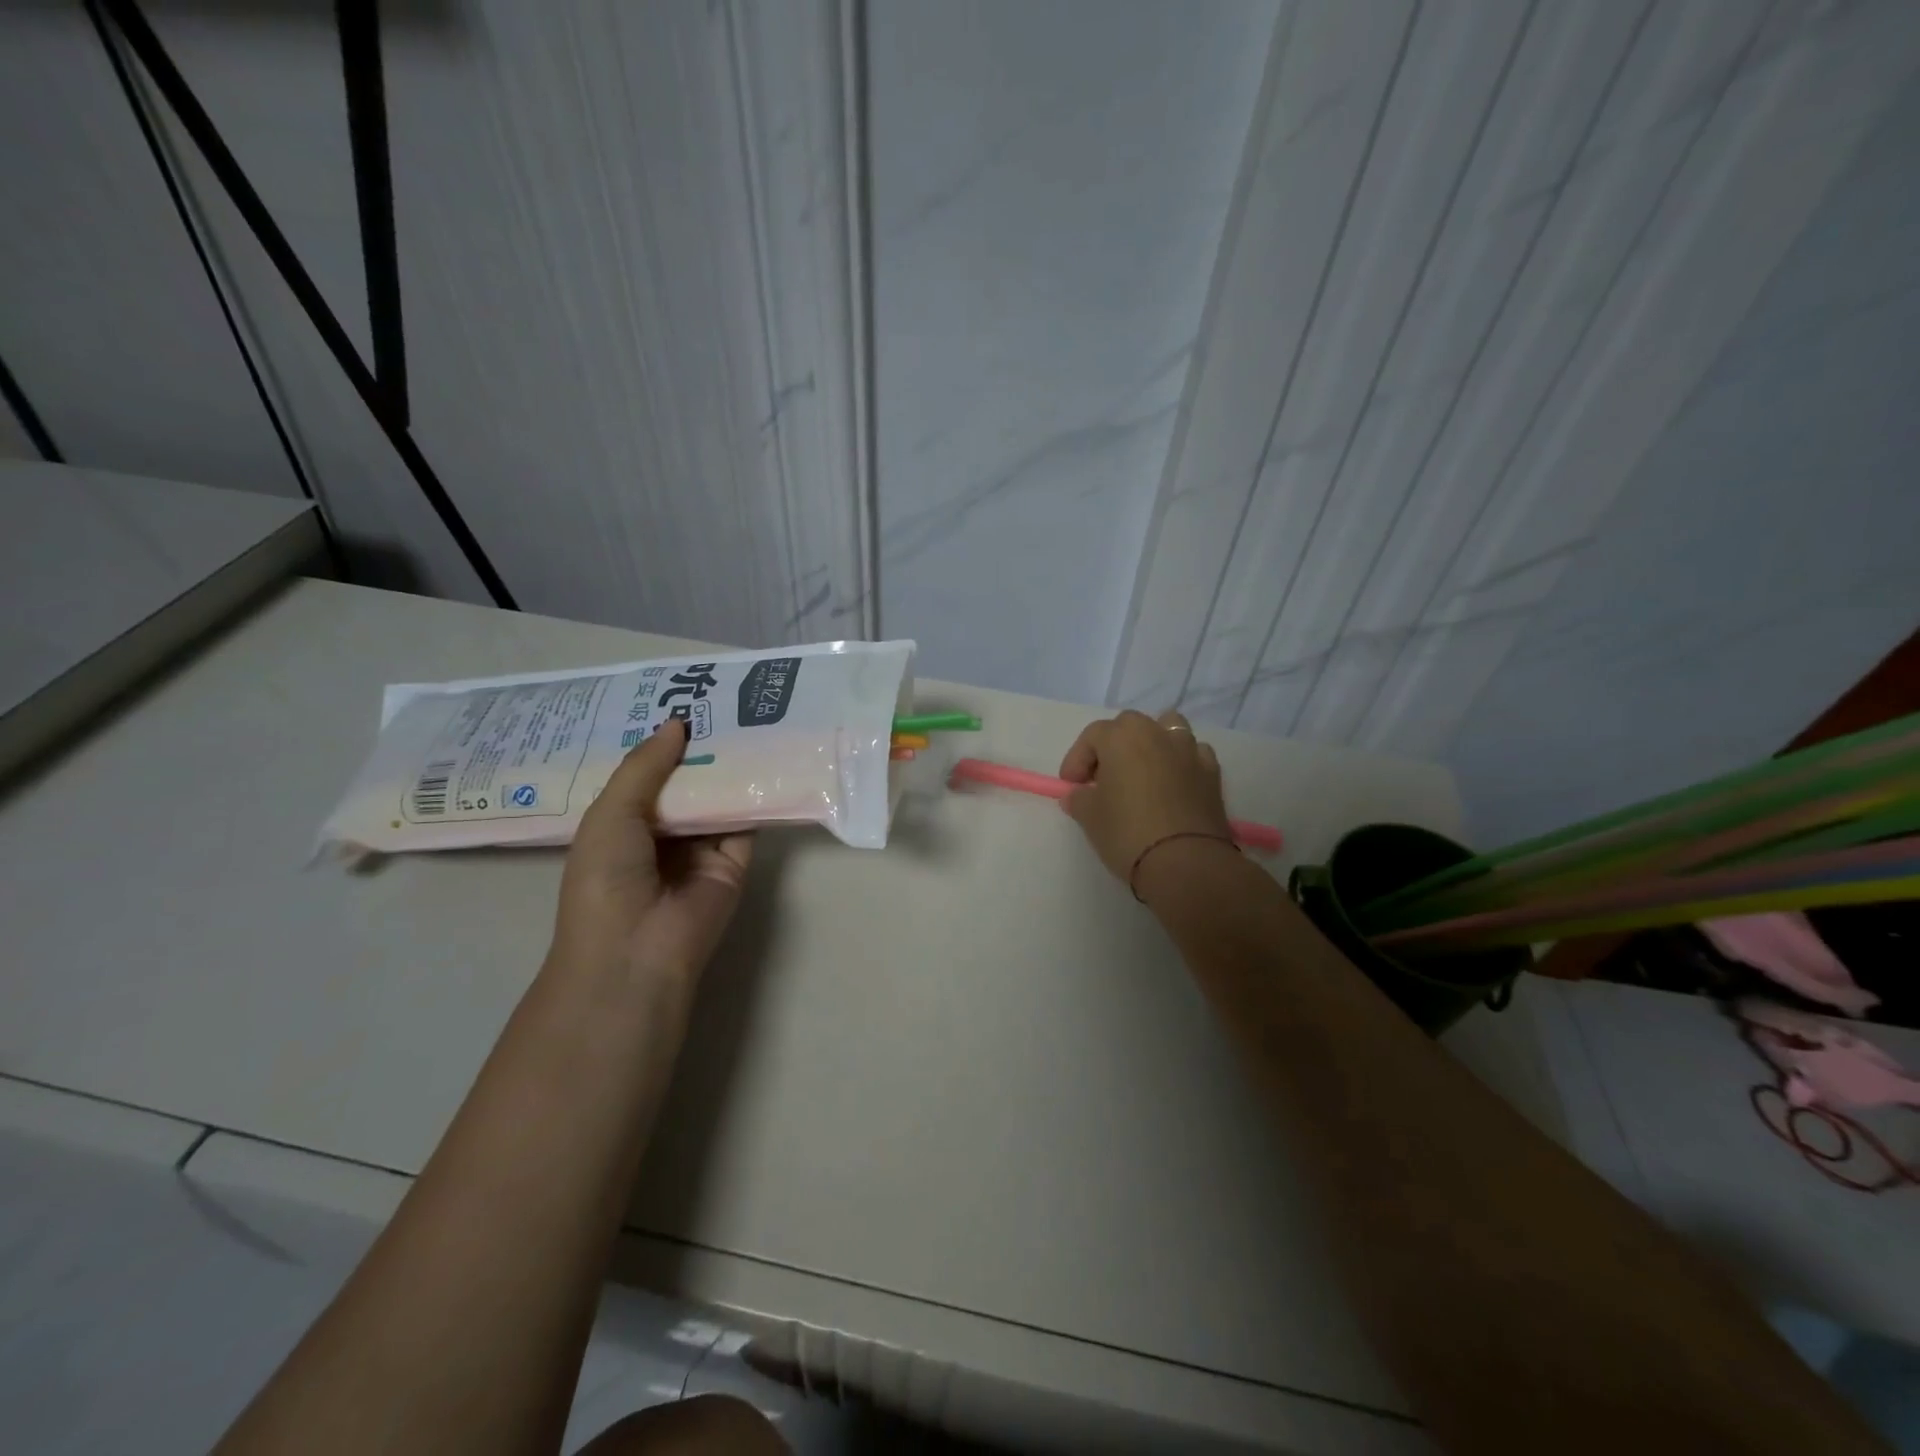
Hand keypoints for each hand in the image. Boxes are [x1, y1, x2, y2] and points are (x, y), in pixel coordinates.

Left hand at [549, 719, 753, 981]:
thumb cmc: (606, 879)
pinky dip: (755, 796)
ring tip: (749, 719)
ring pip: (717, 799)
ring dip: (729, 768)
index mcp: (622, 825)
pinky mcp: (734, 862)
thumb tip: (677, 724)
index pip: (645, 776)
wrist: (637, 950)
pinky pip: (745, 823)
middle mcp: (661, 835)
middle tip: (722, 702)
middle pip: (685, 784)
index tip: (681, 703)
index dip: (660, 744)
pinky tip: (767, 759)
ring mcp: (699, 850)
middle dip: (699, 750)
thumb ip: (645, 767)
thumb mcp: (611, 813)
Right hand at [1059, 710, 1234, 885]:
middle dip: (1114, 747)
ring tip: (1142, 775)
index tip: (1072, 786)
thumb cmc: (1127, 832)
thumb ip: (1079, 799)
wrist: (1185, 863)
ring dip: (1152, 745)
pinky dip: (1180, 763)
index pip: (1093, 736)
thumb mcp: (1090, 817)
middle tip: (1104, 779)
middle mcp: (1157, 733)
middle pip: (1130, 726)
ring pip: (1167, 730)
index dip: (1077, 759)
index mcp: (1123, 736)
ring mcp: (1189, 751)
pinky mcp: (1213, 773)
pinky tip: (1173, 787)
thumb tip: (1078, 795)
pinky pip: (1192, 755)